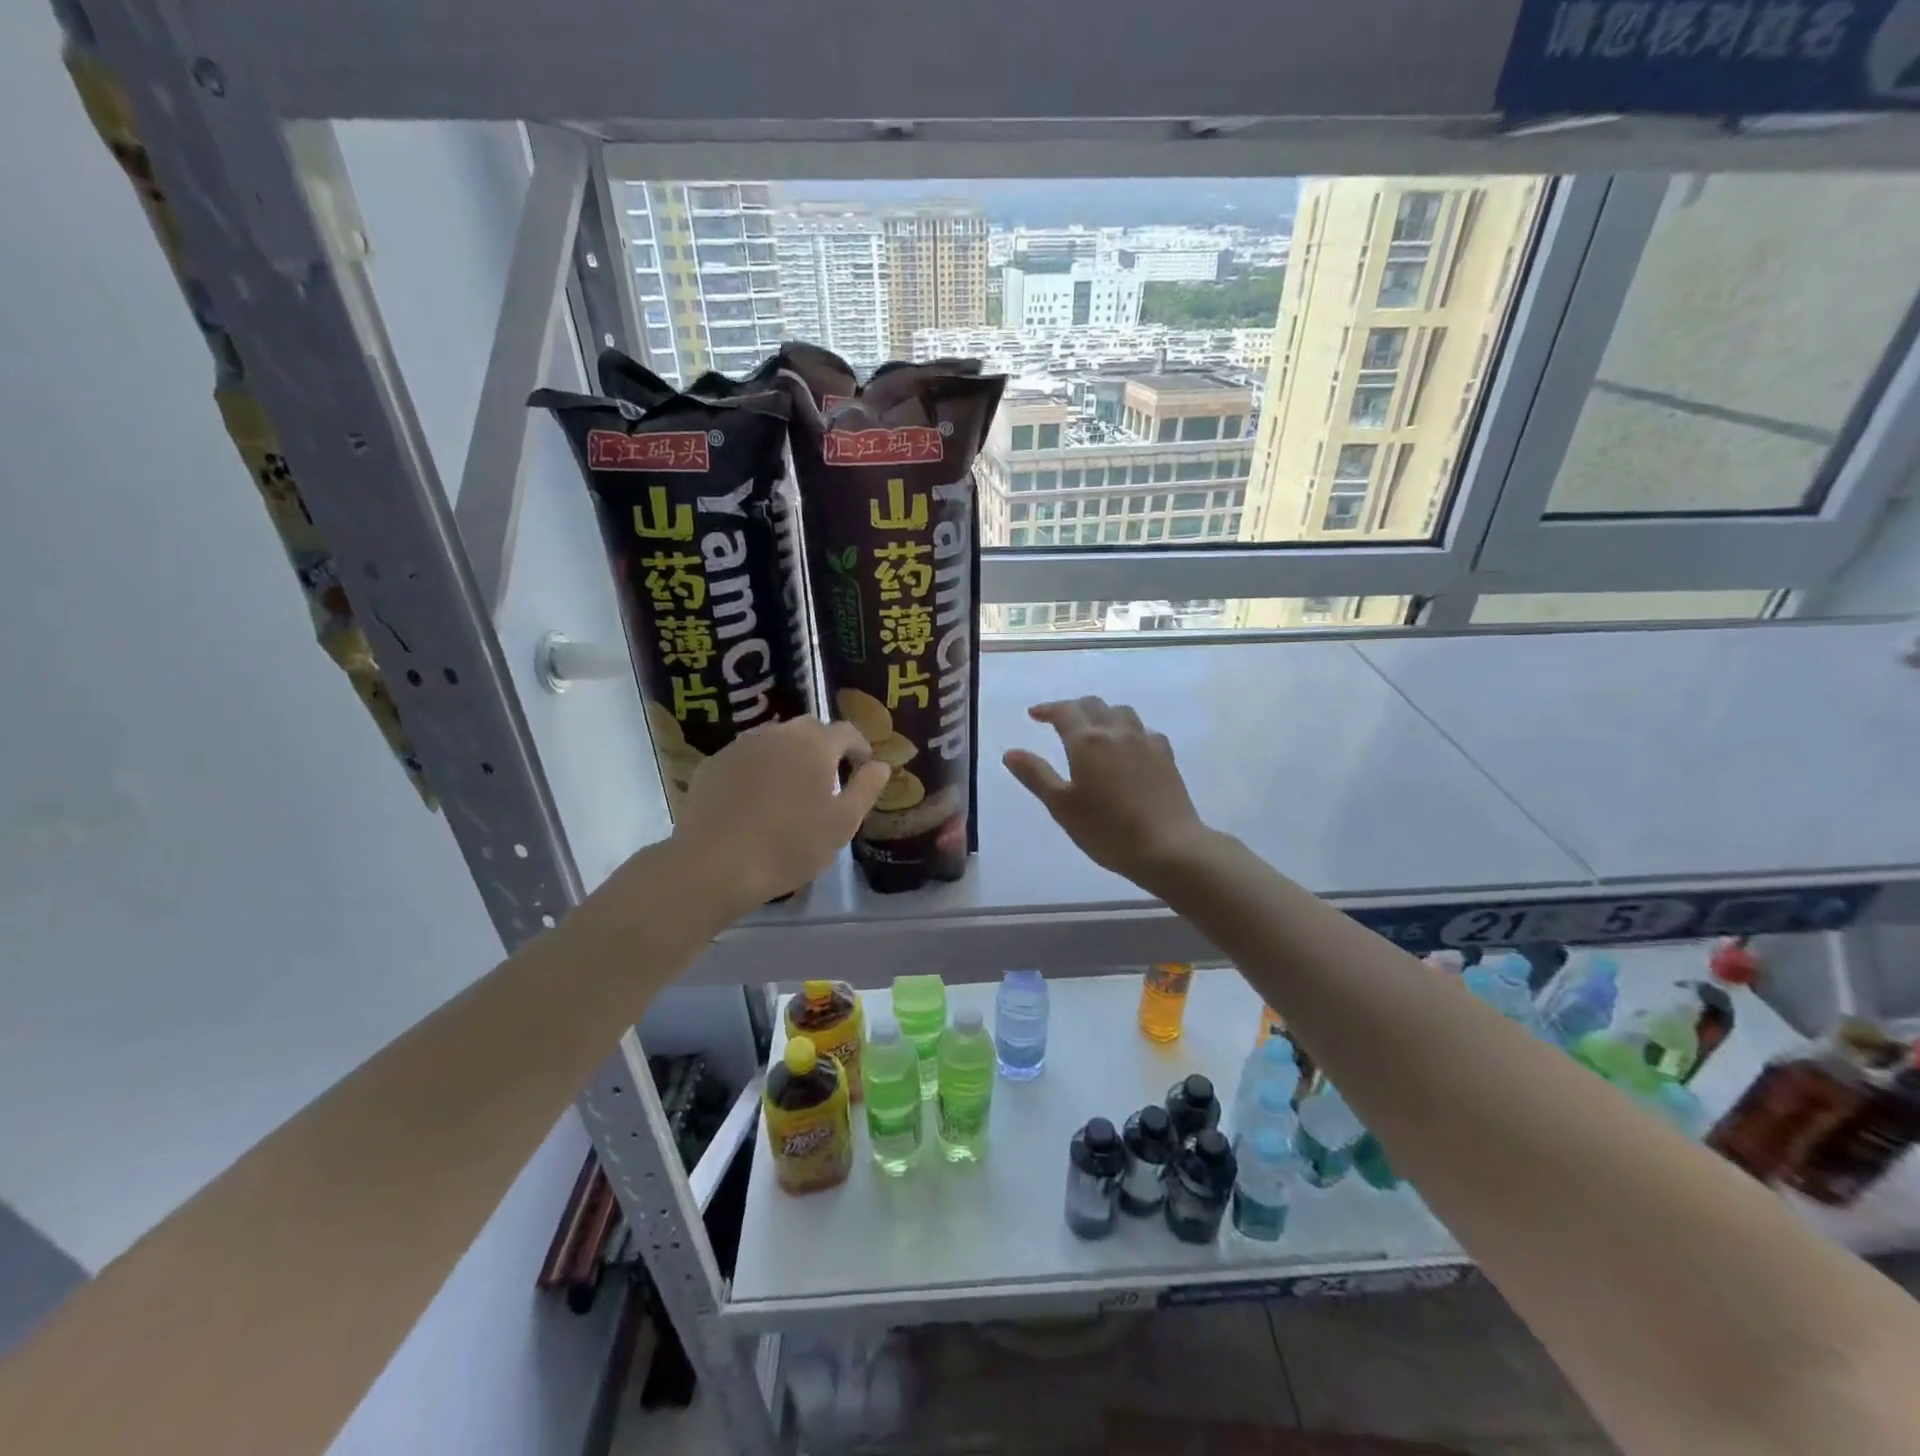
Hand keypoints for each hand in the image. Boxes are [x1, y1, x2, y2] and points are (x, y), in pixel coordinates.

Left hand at [673, 717, 889, 913]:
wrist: (715, 864)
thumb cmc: (790, 844)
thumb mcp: (842, 823)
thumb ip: (866, 788)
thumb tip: (880, 765)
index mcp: (814, 744)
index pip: (847, 731)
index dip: (861, 748)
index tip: (864, 769)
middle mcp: (777, 733)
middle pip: (809, 730)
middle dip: (824, 747)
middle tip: (830, 778)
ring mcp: (740, 746)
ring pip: (774, 741)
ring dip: (789, 757)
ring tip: (792, 790)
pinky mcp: (713, 764)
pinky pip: (746, 758)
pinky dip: (758, 770)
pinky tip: (756, 801)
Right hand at [1003, 697, 1213, 893]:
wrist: (1168, 846)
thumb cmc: (1107, 830)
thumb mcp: (1061, 806)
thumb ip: (1035, 775)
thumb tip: (1011, 753)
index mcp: (1086, 741)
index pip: (1064, 711)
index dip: (1047, 709)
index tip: (1034, 715)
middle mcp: (1116, 732)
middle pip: (1094, 705)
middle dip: (1073, 708)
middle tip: (1060, 721)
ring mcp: (1145, 742)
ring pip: (1122, 713)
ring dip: (1103, 715)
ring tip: (1095, 730)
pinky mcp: (1166, 756)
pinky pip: (1145, 732)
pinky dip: (1130, 732)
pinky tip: (1129, 749)